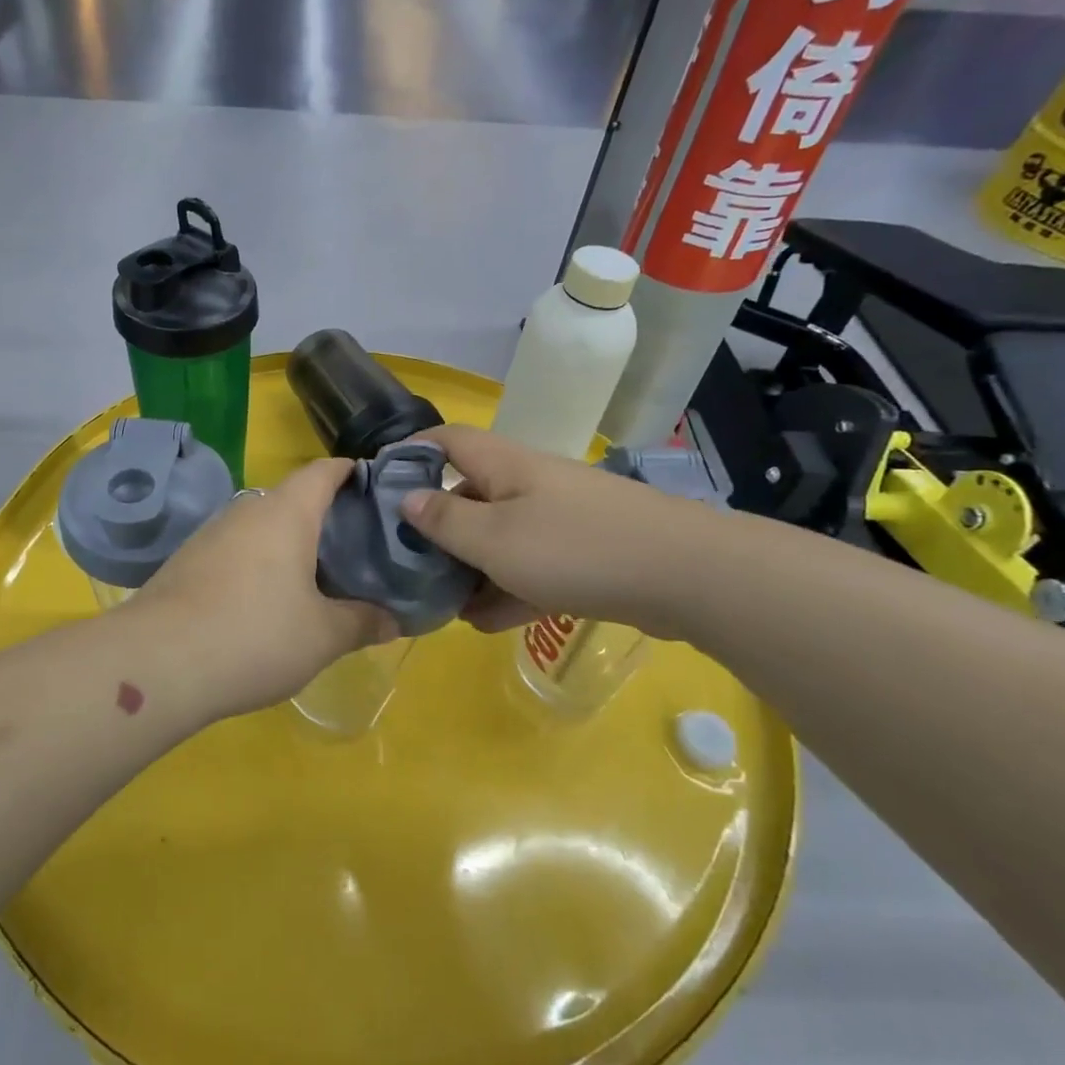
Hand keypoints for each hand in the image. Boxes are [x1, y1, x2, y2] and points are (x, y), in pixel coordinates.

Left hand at [126, 459, 398, 722]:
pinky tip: (265, 602)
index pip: (324, 470)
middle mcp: (246, 510)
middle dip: (324, 517)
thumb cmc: (255, 635)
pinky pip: (235, 551)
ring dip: (288, 544)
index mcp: (286, 512)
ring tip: (316, 578)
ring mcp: (210, 534)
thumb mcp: (322, 636)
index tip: (375, 488)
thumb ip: (363, 622)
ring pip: (261, 527)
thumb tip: (394, 620)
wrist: (156, 662)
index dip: (352, 472)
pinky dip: (258, 564)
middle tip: (355, 548)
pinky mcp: (186, 561)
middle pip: (293, 499)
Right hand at [399, 424, 702, 637]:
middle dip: (437, 530)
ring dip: (470, 569)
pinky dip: (508, 589)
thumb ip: (445, 520)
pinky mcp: (584, 553)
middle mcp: (528, 484)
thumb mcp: (494, 539)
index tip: (379, 486)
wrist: (684, 575)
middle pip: (469, 495)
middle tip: (408, 566)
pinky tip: (487, 623)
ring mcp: (559, 519)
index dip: (410, 454)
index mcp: (503, 466)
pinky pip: (532, 566)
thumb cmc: (574, 548)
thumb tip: (405, 498)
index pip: (446, 441)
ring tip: (443, 606)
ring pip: (499, 538)